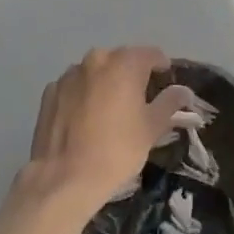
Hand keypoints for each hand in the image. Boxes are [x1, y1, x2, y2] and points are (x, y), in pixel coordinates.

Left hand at [24, 46, 194, 218]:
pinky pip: (74, 87)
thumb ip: (169, 103)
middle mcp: (95, 60)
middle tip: (139, 99)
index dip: (161, 66)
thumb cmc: (117, 150)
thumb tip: (183, 91)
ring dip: (105, 83)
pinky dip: (83, 95)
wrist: (64, 179)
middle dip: (132, 74)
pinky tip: (84, 119)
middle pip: (121, 60)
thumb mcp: (151, 128)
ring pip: (95, 72)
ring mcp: (69, 75)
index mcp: (124, 63)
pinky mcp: (50, 92)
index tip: (165, 80)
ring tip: (109, 110)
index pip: (151, 54)